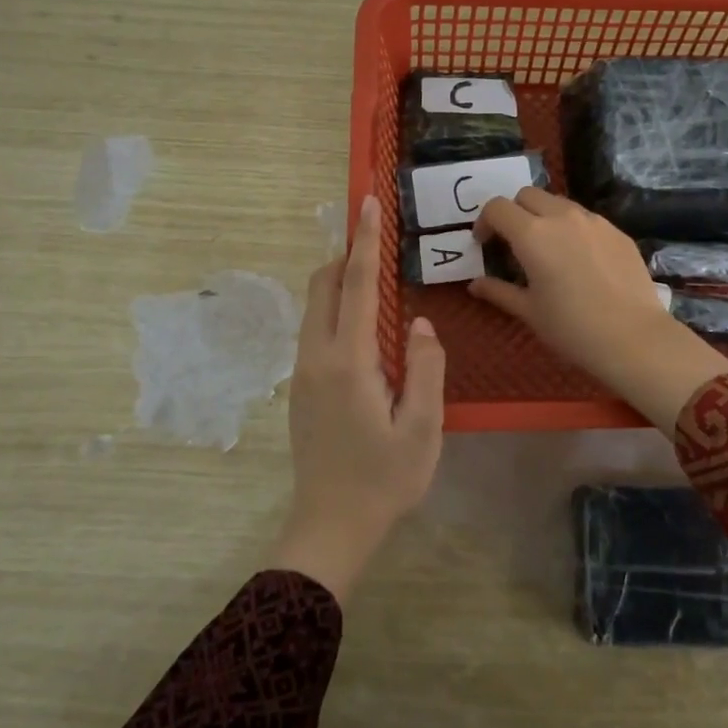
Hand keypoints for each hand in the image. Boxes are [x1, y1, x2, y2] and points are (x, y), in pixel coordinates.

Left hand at [276, 196, 444, 604]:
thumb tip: (416, 324)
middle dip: (346, 254)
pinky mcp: (301, 387)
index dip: (364, 241)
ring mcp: (303, 372)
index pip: (355, 285)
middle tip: (378, 241)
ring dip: (339, 282)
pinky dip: (335, 308)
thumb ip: (425, 369)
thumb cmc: (385, 479)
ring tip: (374, 278)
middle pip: (323, 285)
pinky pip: (315, 329)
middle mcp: (317, 357)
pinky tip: (364, 327)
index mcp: (349, 361)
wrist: (331, 525)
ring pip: (315, 307)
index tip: (368, 203)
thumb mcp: (422, 428)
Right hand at [470, 188, 727, 430]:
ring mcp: (594, 221)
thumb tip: (475, 284)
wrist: (634, 338)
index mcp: (532, 234)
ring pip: (559, 203)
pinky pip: (586, 218)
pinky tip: (580, 260)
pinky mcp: (617, 231)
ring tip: (548, 249)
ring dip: (544, 216)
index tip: (485, 244)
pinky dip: (572, 228)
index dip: (485, 222)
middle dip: (514, 212)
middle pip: (527, 195)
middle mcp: (561, 217)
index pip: (497, 207)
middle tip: (514, 243)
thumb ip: (499, 291)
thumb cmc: (572, 328)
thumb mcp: (529, 312)